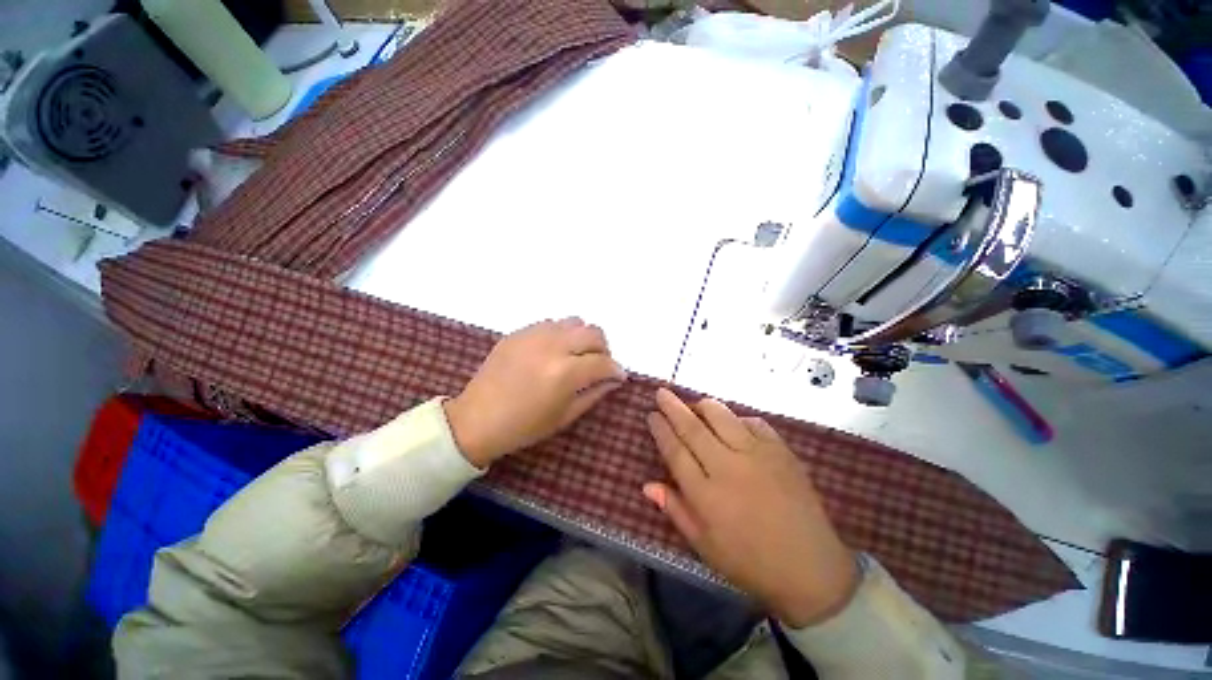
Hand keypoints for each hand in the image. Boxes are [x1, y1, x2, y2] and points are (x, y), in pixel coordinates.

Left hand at [445, 318, 626, 467]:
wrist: (476, 419)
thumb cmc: (524, 426)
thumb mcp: (565, 416)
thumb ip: (594, 394)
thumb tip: (614, 379)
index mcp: (565, 373)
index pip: (603, 362)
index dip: (616, 370)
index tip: (618, 376)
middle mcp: (552, 346)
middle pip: (593, 333)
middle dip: (604, 349)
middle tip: (599, 364)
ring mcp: (534, 335)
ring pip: (574, 321)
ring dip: (582, 337)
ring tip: (576, 354)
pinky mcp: (519, 332)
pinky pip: (551, 323)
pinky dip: (561, 334)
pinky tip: (554, 351)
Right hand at [642, 388, 858, 627]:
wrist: (810, 569)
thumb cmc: (750, 562)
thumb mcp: (704, 545)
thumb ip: (675, 509)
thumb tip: (647, 485)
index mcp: (706, 495)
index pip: (675, 451)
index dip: (661, 430)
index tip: (652, 414)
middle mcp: (728, 468)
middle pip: (693, 427)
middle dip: (673, 407)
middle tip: (662, 392)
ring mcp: (757, 456)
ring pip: (722, 417)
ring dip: (703, 405)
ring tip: (694, 404)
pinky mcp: (781, 451)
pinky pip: (753, 422)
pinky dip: (737, 418)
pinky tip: (732, 423)